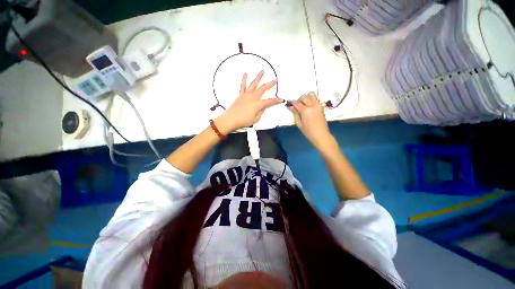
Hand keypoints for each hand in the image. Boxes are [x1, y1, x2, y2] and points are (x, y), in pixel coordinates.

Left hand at [216, 71, 282, 133]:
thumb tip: (263, 107)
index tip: (281, 99)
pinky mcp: (240, 95)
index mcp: (258, 104)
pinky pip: (243, 86)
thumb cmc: (243, 121)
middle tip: (275, 79)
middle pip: (263, 89)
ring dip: (258, 77)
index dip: (276, 100)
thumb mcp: (256, 119)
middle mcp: (253, 97)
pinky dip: (244, 79)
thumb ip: (261, 112)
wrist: (231, 119)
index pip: (270, 101)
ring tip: (262, 71)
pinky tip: (245, 74)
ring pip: (254, 84)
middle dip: (270, 84)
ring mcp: (246, 95)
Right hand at [288, 92, 333, 150]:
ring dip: (306, 98)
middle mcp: (312, 105)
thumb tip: (290, 106)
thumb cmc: (308, 132)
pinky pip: (315, 98)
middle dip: (299, 100)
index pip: (297, 103)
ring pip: (311, 94)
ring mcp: (318, 105)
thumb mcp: (299, 124)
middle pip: (304, 96)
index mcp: (306, 110)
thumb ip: (295, 113)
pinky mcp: (321, 106)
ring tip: (303, 105)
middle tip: (297, 107)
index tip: (289, 104)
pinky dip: (311, 99)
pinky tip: (308, 107)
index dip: (292, 103)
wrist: (321, 135)